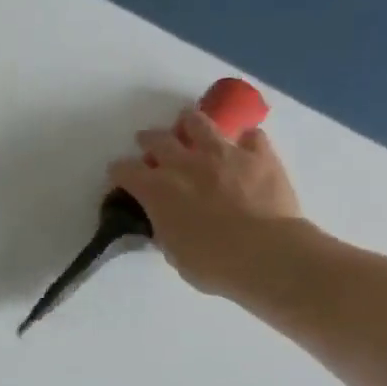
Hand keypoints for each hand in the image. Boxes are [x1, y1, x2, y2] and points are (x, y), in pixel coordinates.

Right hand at [108, 106, 308, 297]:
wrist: (267, 254)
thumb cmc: (213, 263)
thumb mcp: (173, 251)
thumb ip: (164, 228)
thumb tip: (165, 221)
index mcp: (156, 189)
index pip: (124, 170)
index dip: (119, 172)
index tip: (121, 177)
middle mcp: (183, 163)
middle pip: (156, 139)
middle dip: (149, 140)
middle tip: (151, 145)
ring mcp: (223, 154)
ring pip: (198, 122)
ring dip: (189, 124)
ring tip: (190, 128)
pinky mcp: (259, 156)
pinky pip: (251, 136)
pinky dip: (245, 140)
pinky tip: (244, 148)